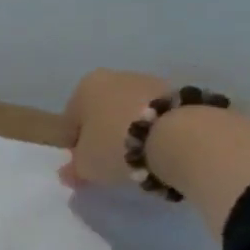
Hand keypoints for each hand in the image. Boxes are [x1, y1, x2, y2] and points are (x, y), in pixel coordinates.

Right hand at [58, 68, 174, 186]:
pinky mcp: (179, 94)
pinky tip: (161, 152)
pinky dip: (156, 133)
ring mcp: (149, 82)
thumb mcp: (86, 166)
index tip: (85, 165)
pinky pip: (158, 118)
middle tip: (112, 164)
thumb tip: (68, 172)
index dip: (75, 146)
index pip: (71, 121)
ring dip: (132, 134)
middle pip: (102, 113)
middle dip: (105, 136)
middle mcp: (114, 77)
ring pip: (131, 113)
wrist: (181, 137)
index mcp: (84, 88)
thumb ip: (74, 169)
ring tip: (142, 161)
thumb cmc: (116, 146)